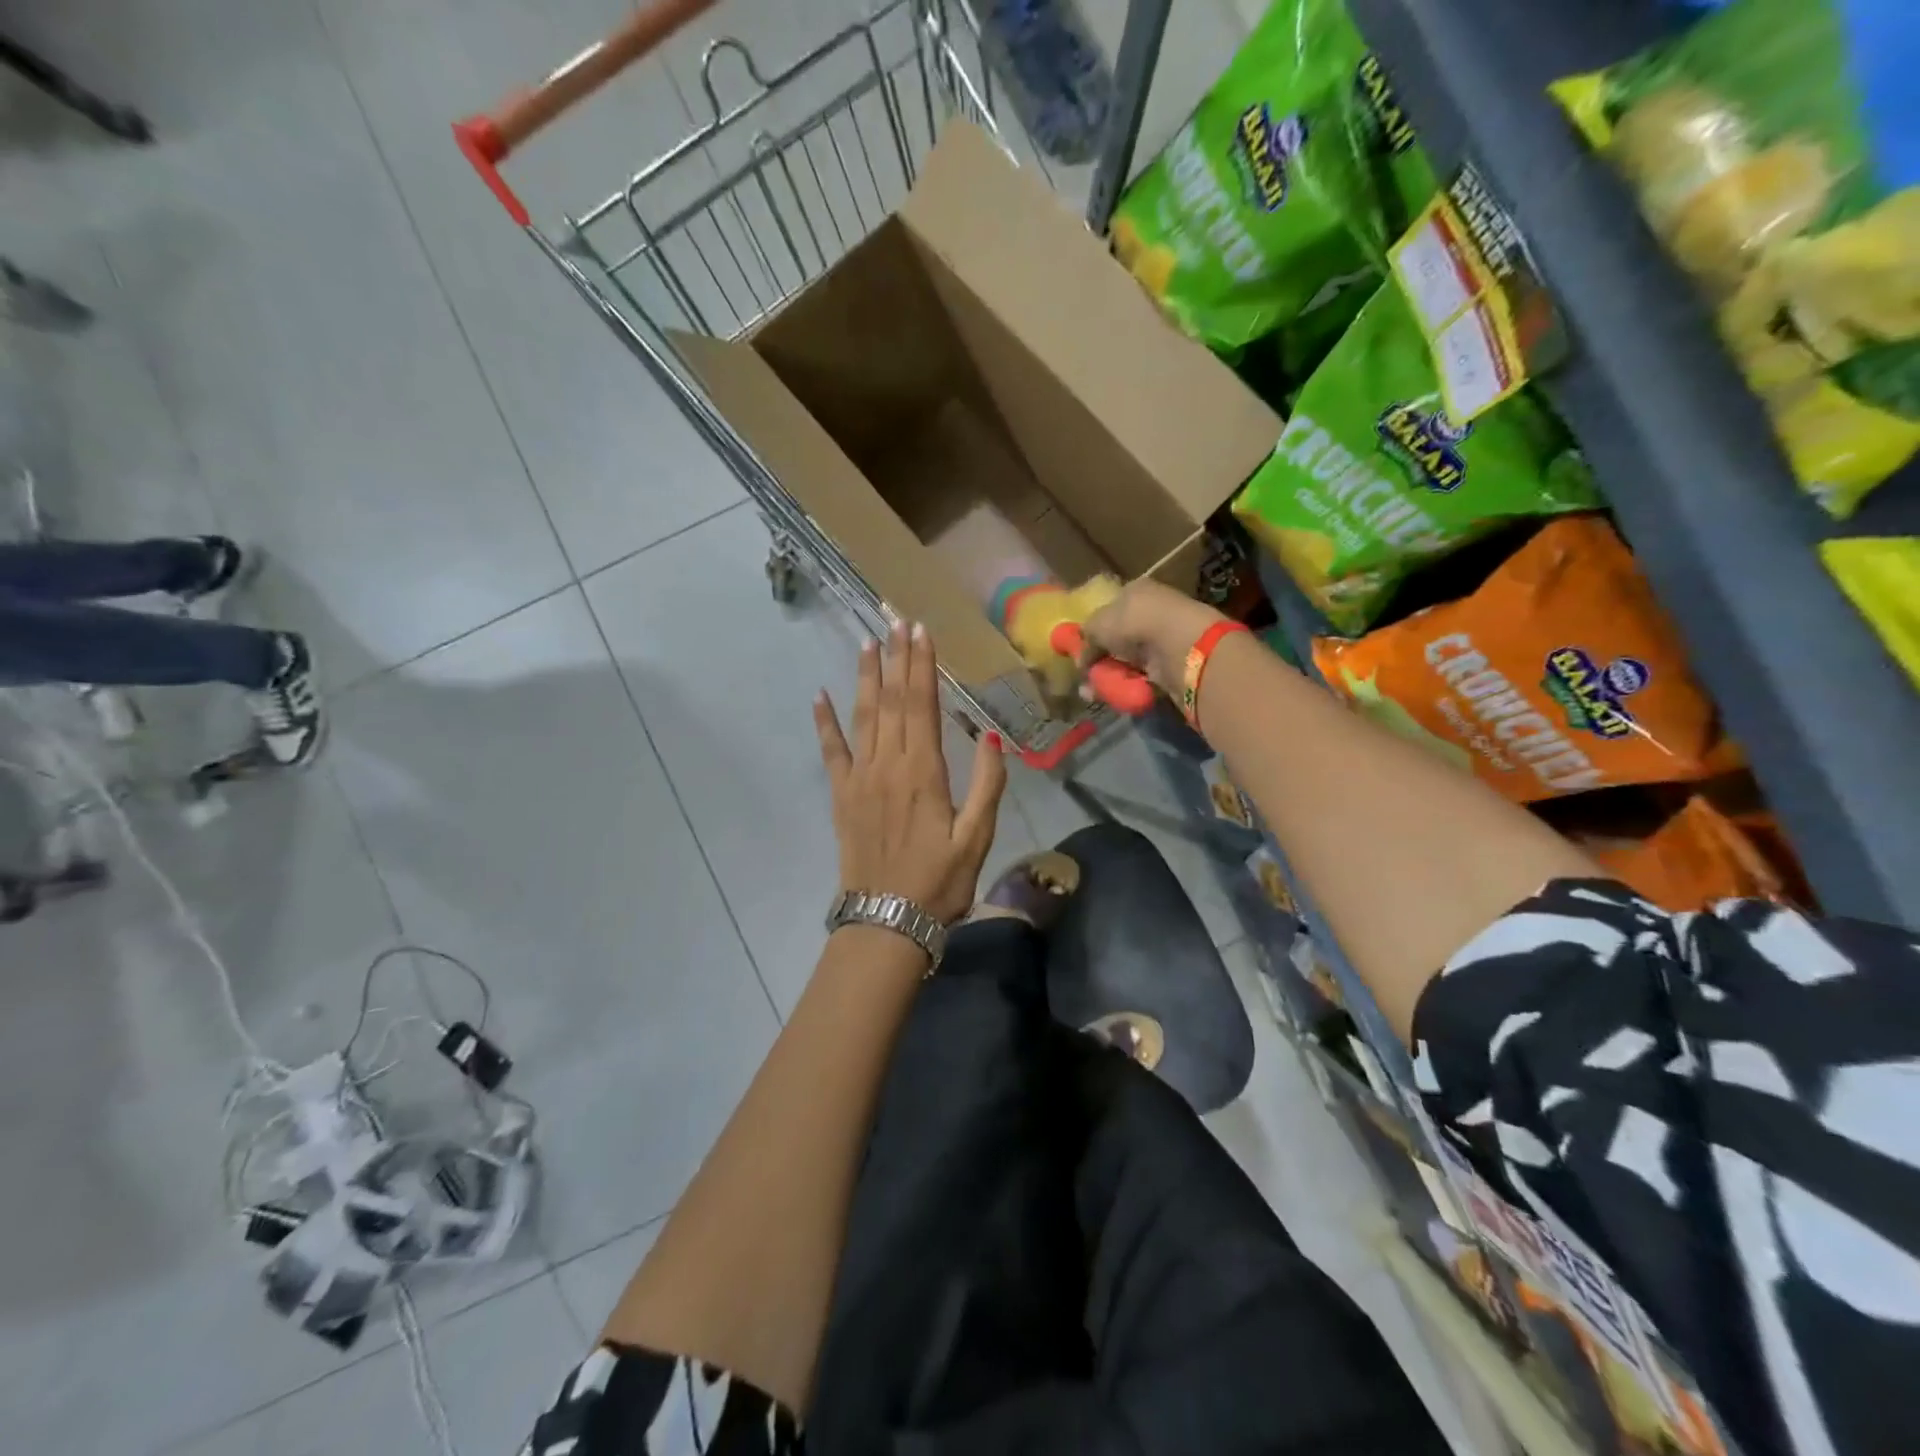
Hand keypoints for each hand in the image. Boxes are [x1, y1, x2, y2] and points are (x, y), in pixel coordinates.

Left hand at [814, 621, 1007, 924]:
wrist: (886, 919)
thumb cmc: (939, 881)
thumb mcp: (977, 838)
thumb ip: (986, 786)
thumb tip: (991, 738)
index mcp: (924, 771)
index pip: (921, 704)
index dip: (921, 665)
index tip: (921, 631)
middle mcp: (888, 764)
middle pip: (892, 700)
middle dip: (896, 658)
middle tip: (896, 621)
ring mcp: (859, 778)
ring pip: (862, 716)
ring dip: (865, 677)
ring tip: (867, 643)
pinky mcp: (842, 795)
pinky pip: (832, 751)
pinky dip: (825, 722)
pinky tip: (820, 696)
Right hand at [1079, 579, 1228, 698]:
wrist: (1179, 646)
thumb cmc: (1135, 622)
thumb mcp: (1098, 624)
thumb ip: (1086, 637)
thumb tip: (1081, 658)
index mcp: (1135, 591)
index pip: (1110, 608)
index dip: (1094, 629)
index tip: (1080, 650)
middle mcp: (1152, 611)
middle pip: (1119, 636)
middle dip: (1100, 656)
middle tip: (1085, 674)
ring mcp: (1163, 638)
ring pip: (1129, 659)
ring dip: (1111, 673)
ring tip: (1093, 691)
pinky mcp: (1172, 663)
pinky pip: (1142, 676)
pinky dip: (1128, 684)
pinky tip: (1114, 693)